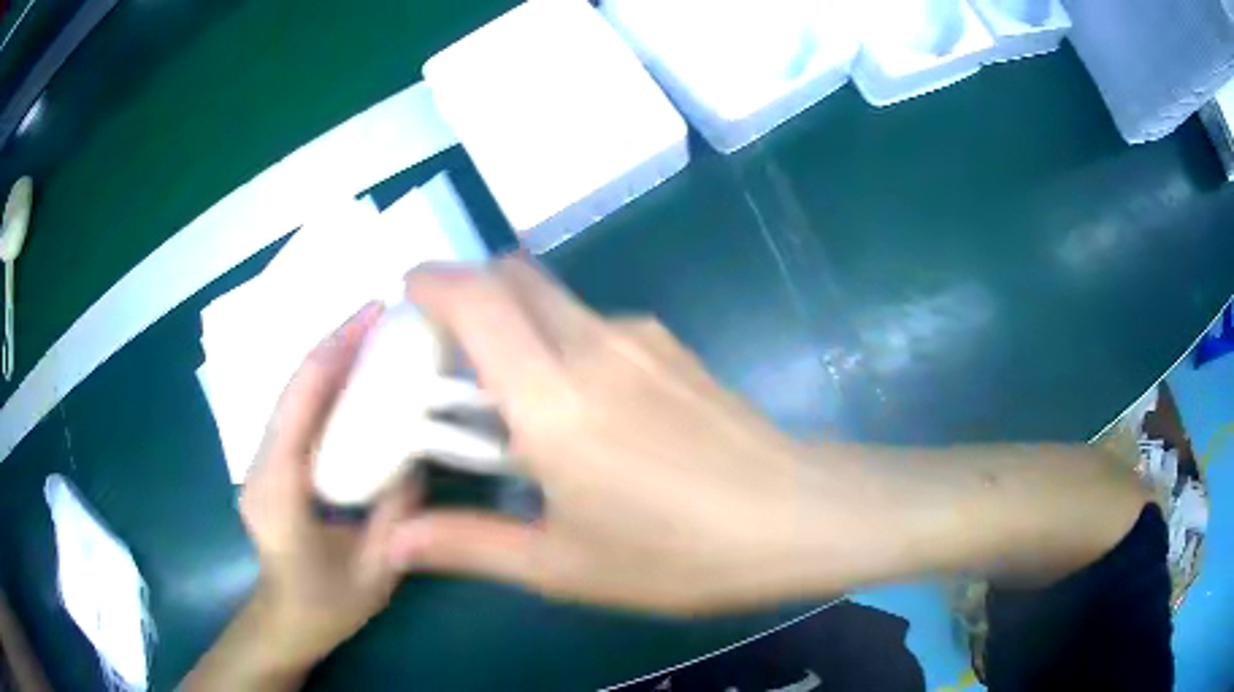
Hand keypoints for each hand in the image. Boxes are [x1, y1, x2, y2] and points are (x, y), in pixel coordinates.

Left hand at [236, 302, 415, 669]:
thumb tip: (417, 450)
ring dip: (331, 359)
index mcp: (278, 490)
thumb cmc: (327, 605)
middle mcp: (259, 464)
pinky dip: (325, 386)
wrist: (285, 621)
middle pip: (294, 387)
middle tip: (383, 313)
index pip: (301, 403)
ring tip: (375, 335)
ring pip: (293, 395)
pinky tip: (357, 378)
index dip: (334, 351)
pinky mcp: (269, 462)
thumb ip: (397, 510)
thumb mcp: (375, 569)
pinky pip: (297, 414)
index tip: (373, 314)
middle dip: (336, 343)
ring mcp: (259, 461)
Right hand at [387, 259, 877, 614]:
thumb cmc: (680, 554)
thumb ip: (468, 545)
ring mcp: (641, 337)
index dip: (433, 282)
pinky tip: (582, 407)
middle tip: (447, 350)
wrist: (798, 517)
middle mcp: (594, 345)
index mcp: (554, 399)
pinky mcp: (672, 346)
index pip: (478, 299)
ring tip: (512, 394)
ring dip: (516, 322)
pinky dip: (560, 341)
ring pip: (554, 298)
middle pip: (515, 276)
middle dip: (470, 292)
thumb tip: (394, 541)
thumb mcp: (564, 565)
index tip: (406, 298)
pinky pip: (594, 324)